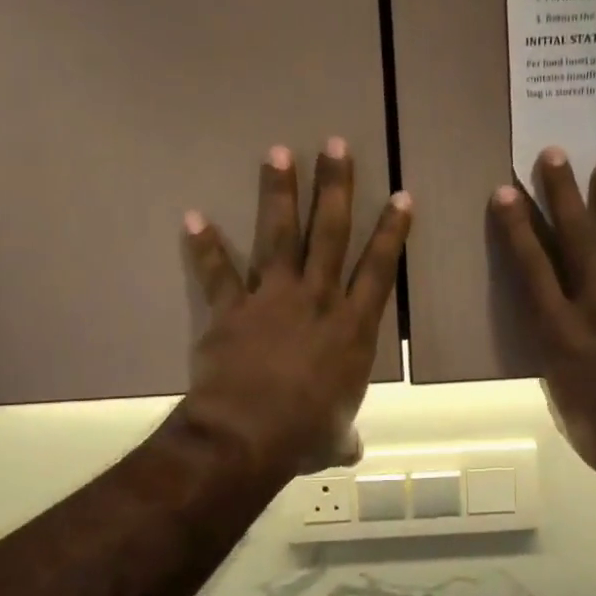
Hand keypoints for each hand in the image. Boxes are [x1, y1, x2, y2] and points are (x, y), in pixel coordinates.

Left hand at [180, 139, 411, 479]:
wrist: (248, 435)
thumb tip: (349, 451)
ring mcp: (273, 299)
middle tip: (337, 145)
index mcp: (352, 329)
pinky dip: (205, 246)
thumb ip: (343, 436)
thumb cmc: (303, 434)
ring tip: (278, 153)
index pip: (380, 269)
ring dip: (279, 193)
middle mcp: (317, 301)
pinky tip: (193, 216)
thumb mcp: (333, 438)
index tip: (401, 196)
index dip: (392, 232)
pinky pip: (218, 272)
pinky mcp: (231, 310)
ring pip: (280, 236)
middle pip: (331, 234)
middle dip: (336, 188)